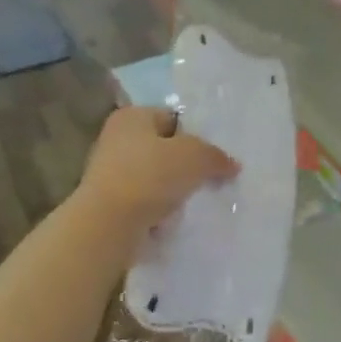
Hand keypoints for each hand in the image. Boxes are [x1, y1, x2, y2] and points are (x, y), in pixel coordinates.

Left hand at [77, 107, 236, 244]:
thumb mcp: (195, 157)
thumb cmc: (151, 176)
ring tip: (193, 202)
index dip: (197, 135)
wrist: (108, 225)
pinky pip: (144, 201)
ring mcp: (109, 172)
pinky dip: (158, 210)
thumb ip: (216, 156)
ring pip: (155, 177)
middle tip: (210, 179)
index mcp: (132, 116)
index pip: (173, 117)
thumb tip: (232, 165)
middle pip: (164, 148)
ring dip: (173, 190)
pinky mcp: (109, 203)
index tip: (214, 157)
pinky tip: (173, 219)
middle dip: (186, 165)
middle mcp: (116, 138)